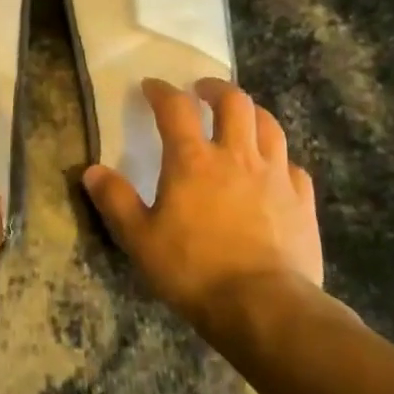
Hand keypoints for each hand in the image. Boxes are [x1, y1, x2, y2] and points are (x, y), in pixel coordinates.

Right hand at [83, 78, 322, 330]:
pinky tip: (273, 169)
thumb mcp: (140, 239)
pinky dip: (279, 158)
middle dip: (215, 89)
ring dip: (252, 114)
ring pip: (268, 125)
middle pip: (233, 102)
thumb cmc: (194, 270)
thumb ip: (116, 201)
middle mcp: (236, 155)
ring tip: (241, 118)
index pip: (175, 108)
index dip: (161, 91)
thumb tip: (91, 171)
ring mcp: (275, 175)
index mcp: (193, 160)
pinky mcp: (302, 200)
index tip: (151, 86)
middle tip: (202, 91)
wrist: (265, 307)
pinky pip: (292, 165)